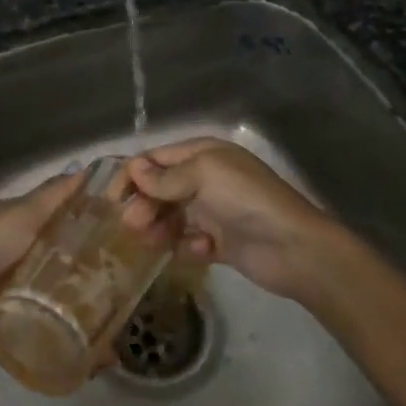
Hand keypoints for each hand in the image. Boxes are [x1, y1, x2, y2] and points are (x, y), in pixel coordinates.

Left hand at [0, 168, 174, 341]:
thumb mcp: (22, 213)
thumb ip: (53, 196)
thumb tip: (85, 169)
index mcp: (34, 226)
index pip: (75, 222)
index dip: (103, 224)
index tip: (142, 230)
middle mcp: (35, 256)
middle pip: (77, 261)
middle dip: (105, 271)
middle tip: (145, 284)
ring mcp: (31, 291)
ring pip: (70, 296)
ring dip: (96, 309)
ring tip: (132, 321)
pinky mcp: (25, 322)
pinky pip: (56, 329)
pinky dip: (77, 341)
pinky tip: (106, 353)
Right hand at [126, 138, 337, 299]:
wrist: (293, 247)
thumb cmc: (246, 199)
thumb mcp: (204, 175)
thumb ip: (165, 176)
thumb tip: (133, 169)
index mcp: (203, 155)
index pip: (155, 159)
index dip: (131, 175)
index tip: (112, 198)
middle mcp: (205, 179)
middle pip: (159, 189)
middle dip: (143, 205)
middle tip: (132, 225)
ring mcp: (213, 211)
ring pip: (170, 217)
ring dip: (159, 228)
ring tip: (155, 242)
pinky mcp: (220, 242)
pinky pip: (189, 242)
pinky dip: (188, 246)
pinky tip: (200, 251)